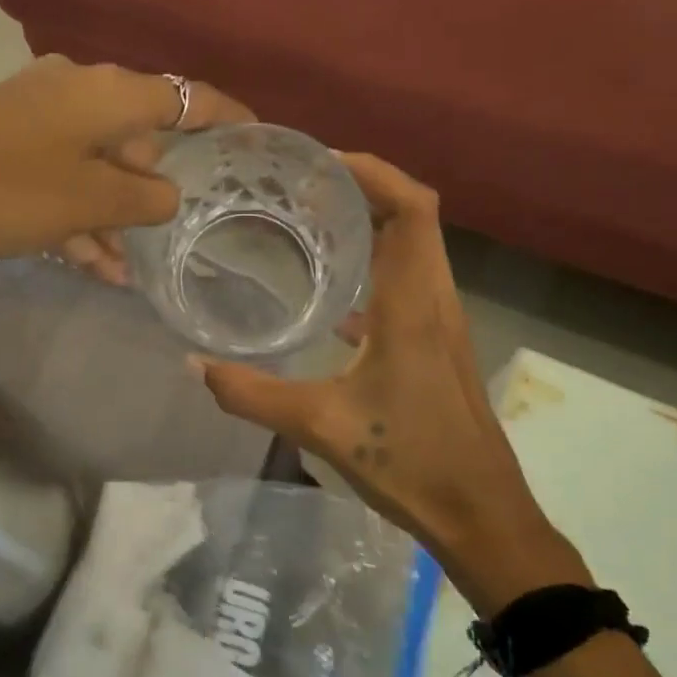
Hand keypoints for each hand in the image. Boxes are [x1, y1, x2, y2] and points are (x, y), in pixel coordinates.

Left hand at [0, 58, 249, 269]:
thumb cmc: (3, 189)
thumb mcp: (88, 200)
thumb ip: (143, 197)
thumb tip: (167, 192)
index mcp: (107, 91)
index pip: (187, 96)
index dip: (227, 116)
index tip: (257, 137)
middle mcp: (76, 90)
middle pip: (139, 133)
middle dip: (157, 185)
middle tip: (175, 231)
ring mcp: (37, 115)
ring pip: (97, 163)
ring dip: (114, 212)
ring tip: (129, 267)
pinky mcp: (6, 142)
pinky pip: (61, 176)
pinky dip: (79, 213)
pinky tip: (94, 263)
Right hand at [194, 155, 586, 610]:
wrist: (482, 515)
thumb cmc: (410, 462)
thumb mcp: (320, 426)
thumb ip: (252, 394)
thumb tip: (194, 365)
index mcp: (413, 305)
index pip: (412, 209)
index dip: (375, 171)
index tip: (322, 161)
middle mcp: (435, 300)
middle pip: (415, 217)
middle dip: (366, 187)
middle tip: (304, 185)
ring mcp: (442, 323)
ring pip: (416, 248)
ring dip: (374, 223)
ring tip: (314, 221)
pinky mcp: (439, 345)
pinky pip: (410, 282)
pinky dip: (377, 265)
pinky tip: (333, 293)